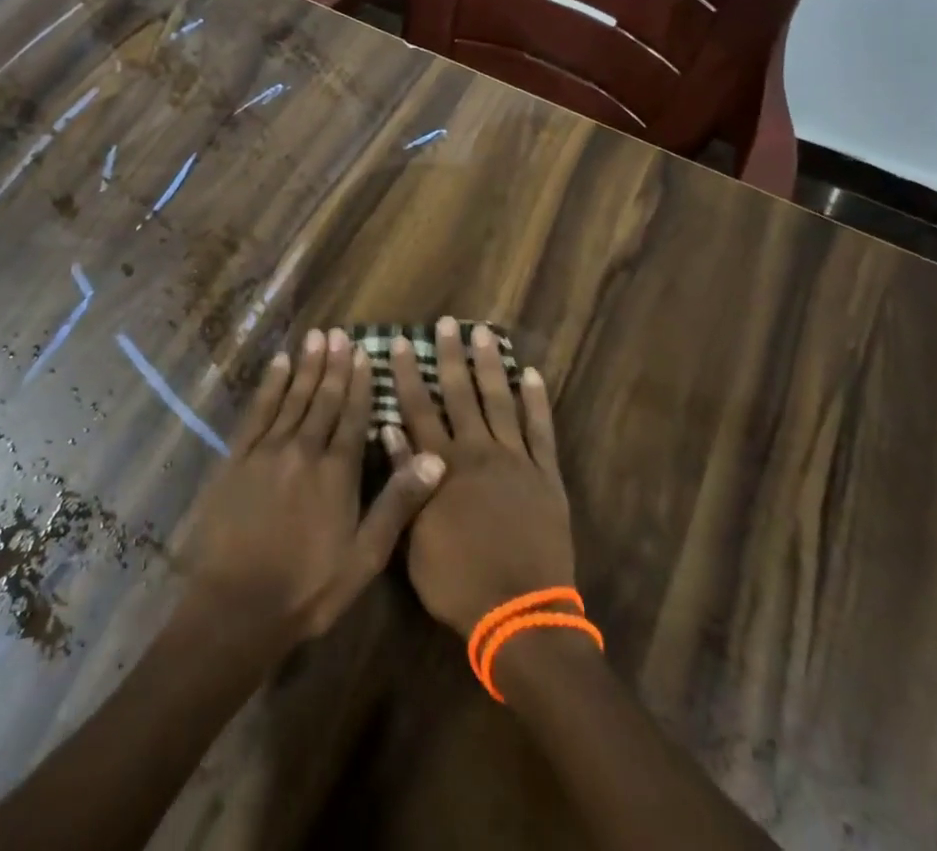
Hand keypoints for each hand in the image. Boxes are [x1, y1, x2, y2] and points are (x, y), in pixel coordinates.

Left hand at [185, 327, 446, 643]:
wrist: (236, 607)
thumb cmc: (309, 588)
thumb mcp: (365, 556)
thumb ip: (398, 504)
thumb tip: (434, 459)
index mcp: (337, 472)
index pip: (353, 416)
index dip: (360, 383)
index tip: (364, 353)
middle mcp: (304, 450)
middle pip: (323, 399)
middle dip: (333, 365)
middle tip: (339, 332)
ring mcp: (268, 451)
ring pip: (292, 398)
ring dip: (305, 366)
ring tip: (315, 337)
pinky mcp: (238, 459)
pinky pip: (258, 412)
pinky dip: (270, 385)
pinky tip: (277, 364)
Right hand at [387, 318, 574, 636]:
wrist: (520, 613)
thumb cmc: (458, 582)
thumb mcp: (415, 539)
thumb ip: (405, 482)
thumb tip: (391, 432)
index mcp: (442, 467)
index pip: (419, 410)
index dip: (409, 375)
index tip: (403, 343)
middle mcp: (477, 452)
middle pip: (460, 395)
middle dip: (451, 357)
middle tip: (447, 323)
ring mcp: (515, 460)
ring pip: (500, 401)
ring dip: (491, 366)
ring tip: (484, 334)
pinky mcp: (545, 474)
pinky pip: (541, 430)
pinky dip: (537, 401)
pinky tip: (532, 375)